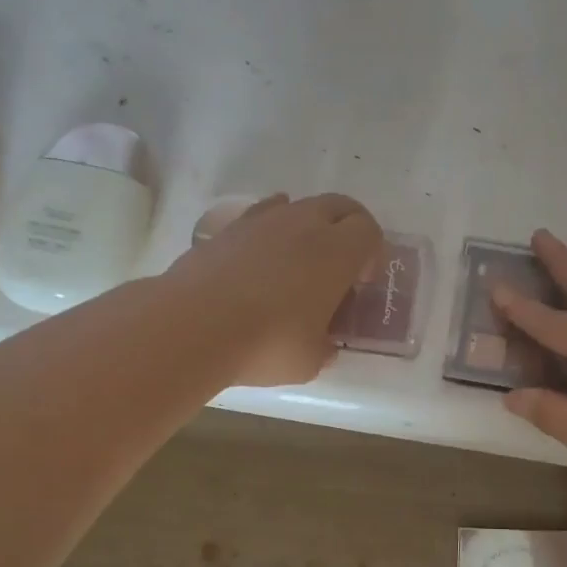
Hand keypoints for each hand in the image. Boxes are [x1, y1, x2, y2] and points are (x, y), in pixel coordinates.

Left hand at [164, 192, 382, 386]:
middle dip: (347, 229)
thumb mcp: (310, 360)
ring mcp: (262, 221)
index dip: (372, 253)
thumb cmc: (267, 343)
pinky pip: (259, 217)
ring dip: (306, 227)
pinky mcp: (227, 228)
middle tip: (340, 265)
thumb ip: (324, 345)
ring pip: (296, 206)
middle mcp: (303, 224)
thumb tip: (322, 343)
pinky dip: (269, 232)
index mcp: (336, 252)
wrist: (193, 326)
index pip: (369, 230)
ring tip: (296, 263)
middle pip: (338, 206)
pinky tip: (259, 261)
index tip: (361, 282)